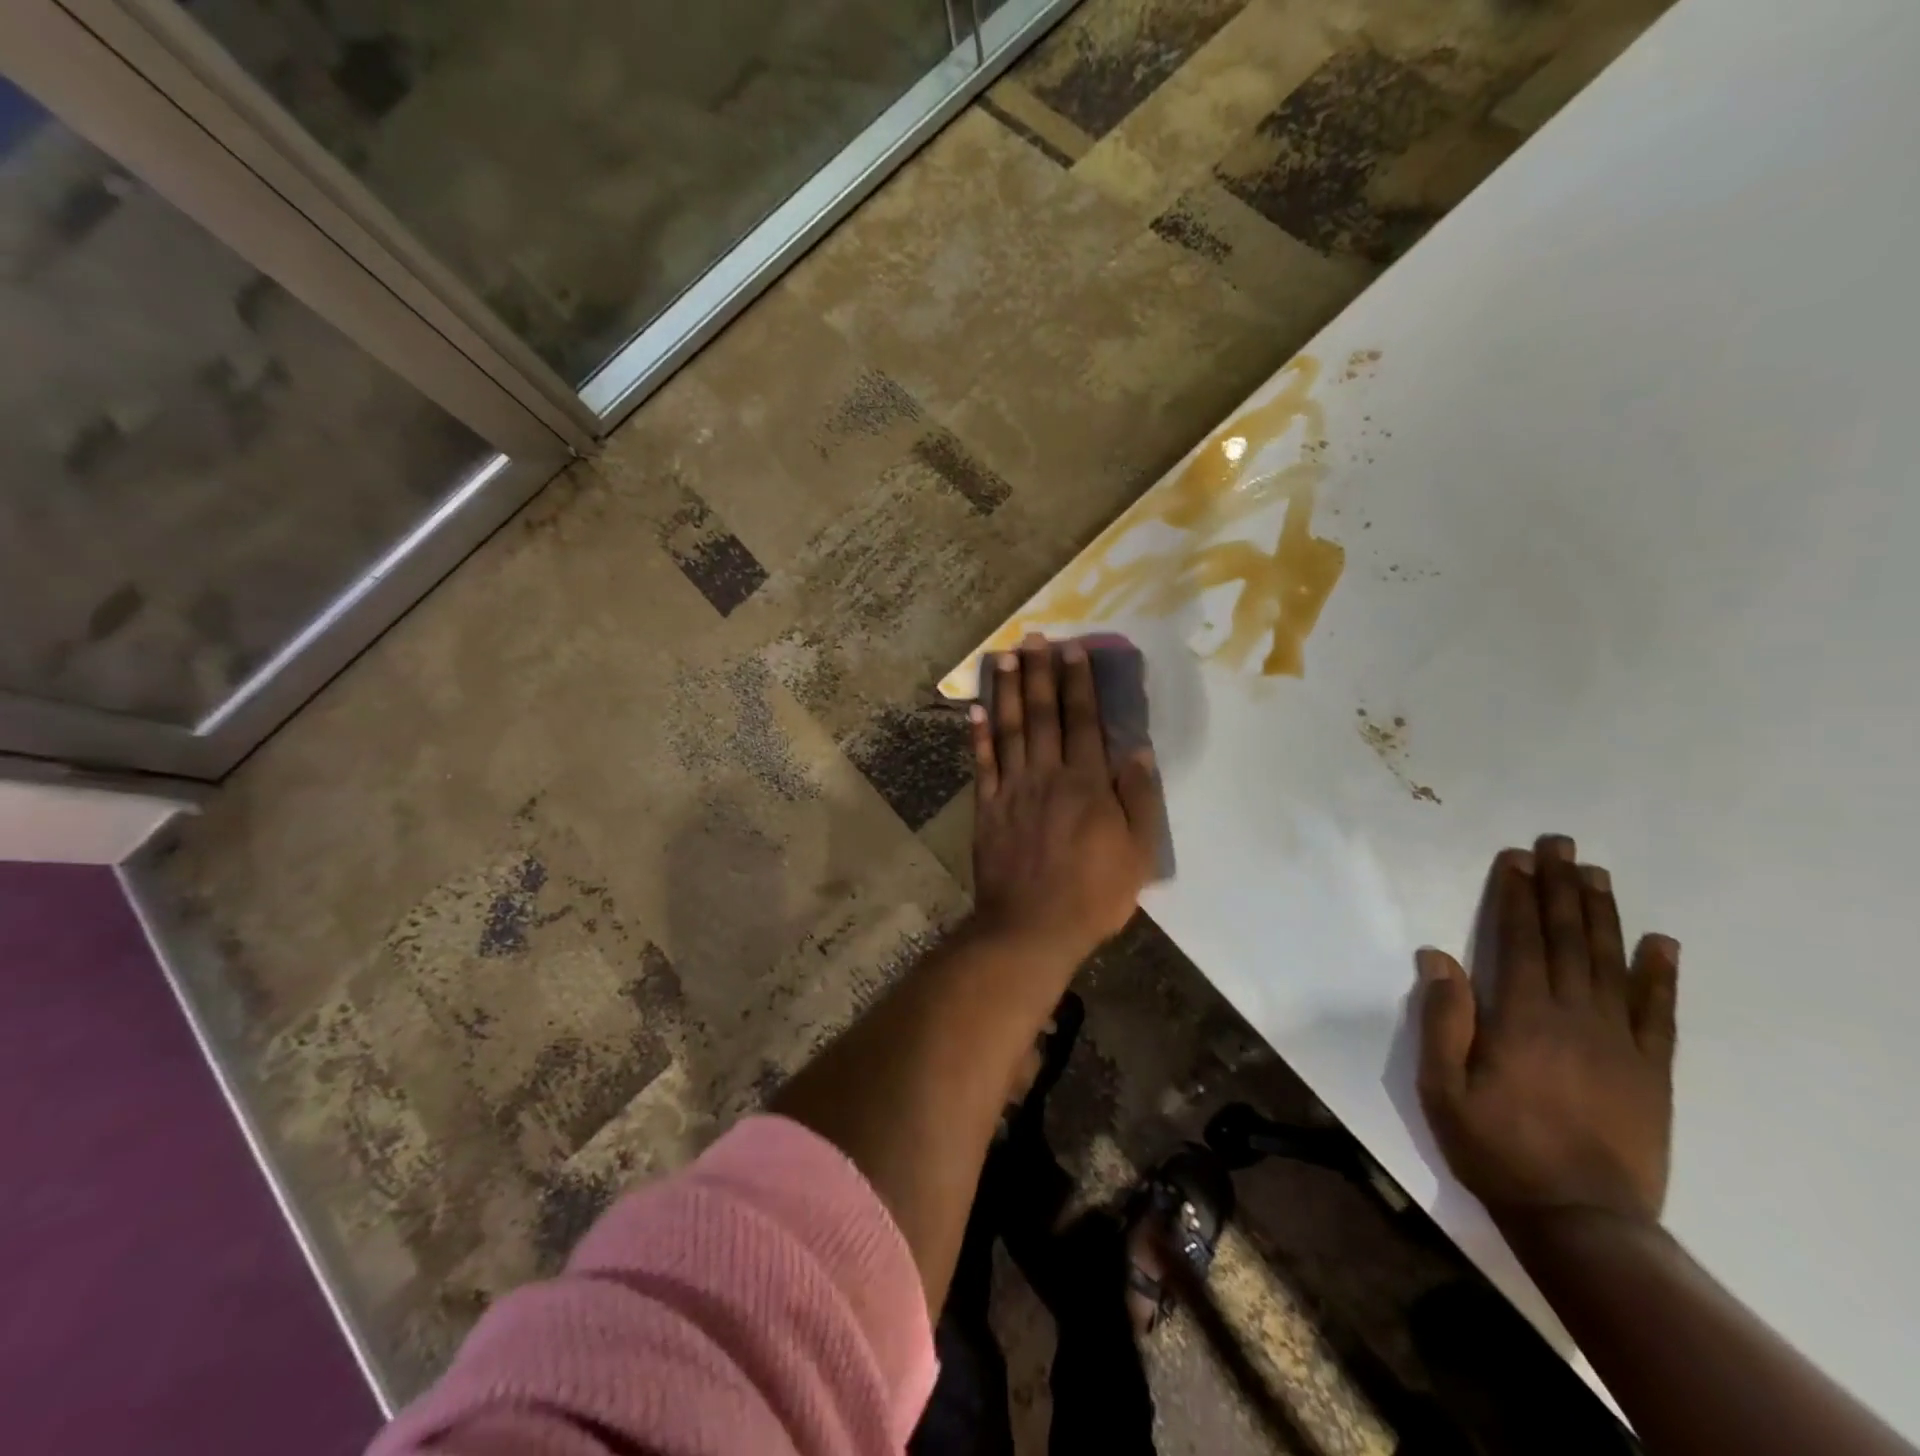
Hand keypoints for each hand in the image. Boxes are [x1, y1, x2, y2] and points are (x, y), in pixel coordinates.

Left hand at [968, 635, 1163, 963]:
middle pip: (1044, 715)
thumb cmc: (1093, 894)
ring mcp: (1012, 790)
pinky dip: (979, 735)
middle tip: (1034, 637)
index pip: (1084, 721)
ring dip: (1009, 690)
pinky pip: (982, 763)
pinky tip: (977, 708)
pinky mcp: (987, 809)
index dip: (1078, 683)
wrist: (1031, 928)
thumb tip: (1137, 751)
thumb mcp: (1137, 853)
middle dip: (1041, 673)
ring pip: (1010, 729)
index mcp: (1087, 784)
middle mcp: (1047, 775)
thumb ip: (1138, 799)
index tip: (1072, 650)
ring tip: (1006, 656)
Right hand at [1416, 834, 1680, 1231]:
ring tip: (1595, 873)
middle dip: (1559, 888)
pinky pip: (1659, 1013)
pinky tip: (1662, 943)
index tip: (1515, 858)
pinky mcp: (1652, 1072)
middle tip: (1558, 844)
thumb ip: (1443, 1019)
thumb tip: (1438, 956)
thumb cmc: (1496, 1147)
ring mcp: (1621, 1043)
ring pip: (1611, 964)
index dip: (1516, 896)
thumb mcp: (1443, 1086)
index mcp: (1522, 1018)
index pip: (1520, 940)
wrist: (1582, 1219)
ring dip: (1602, 914)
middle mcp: (1575, 1017)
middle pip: (1567, 940)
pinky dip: (1661, 975)